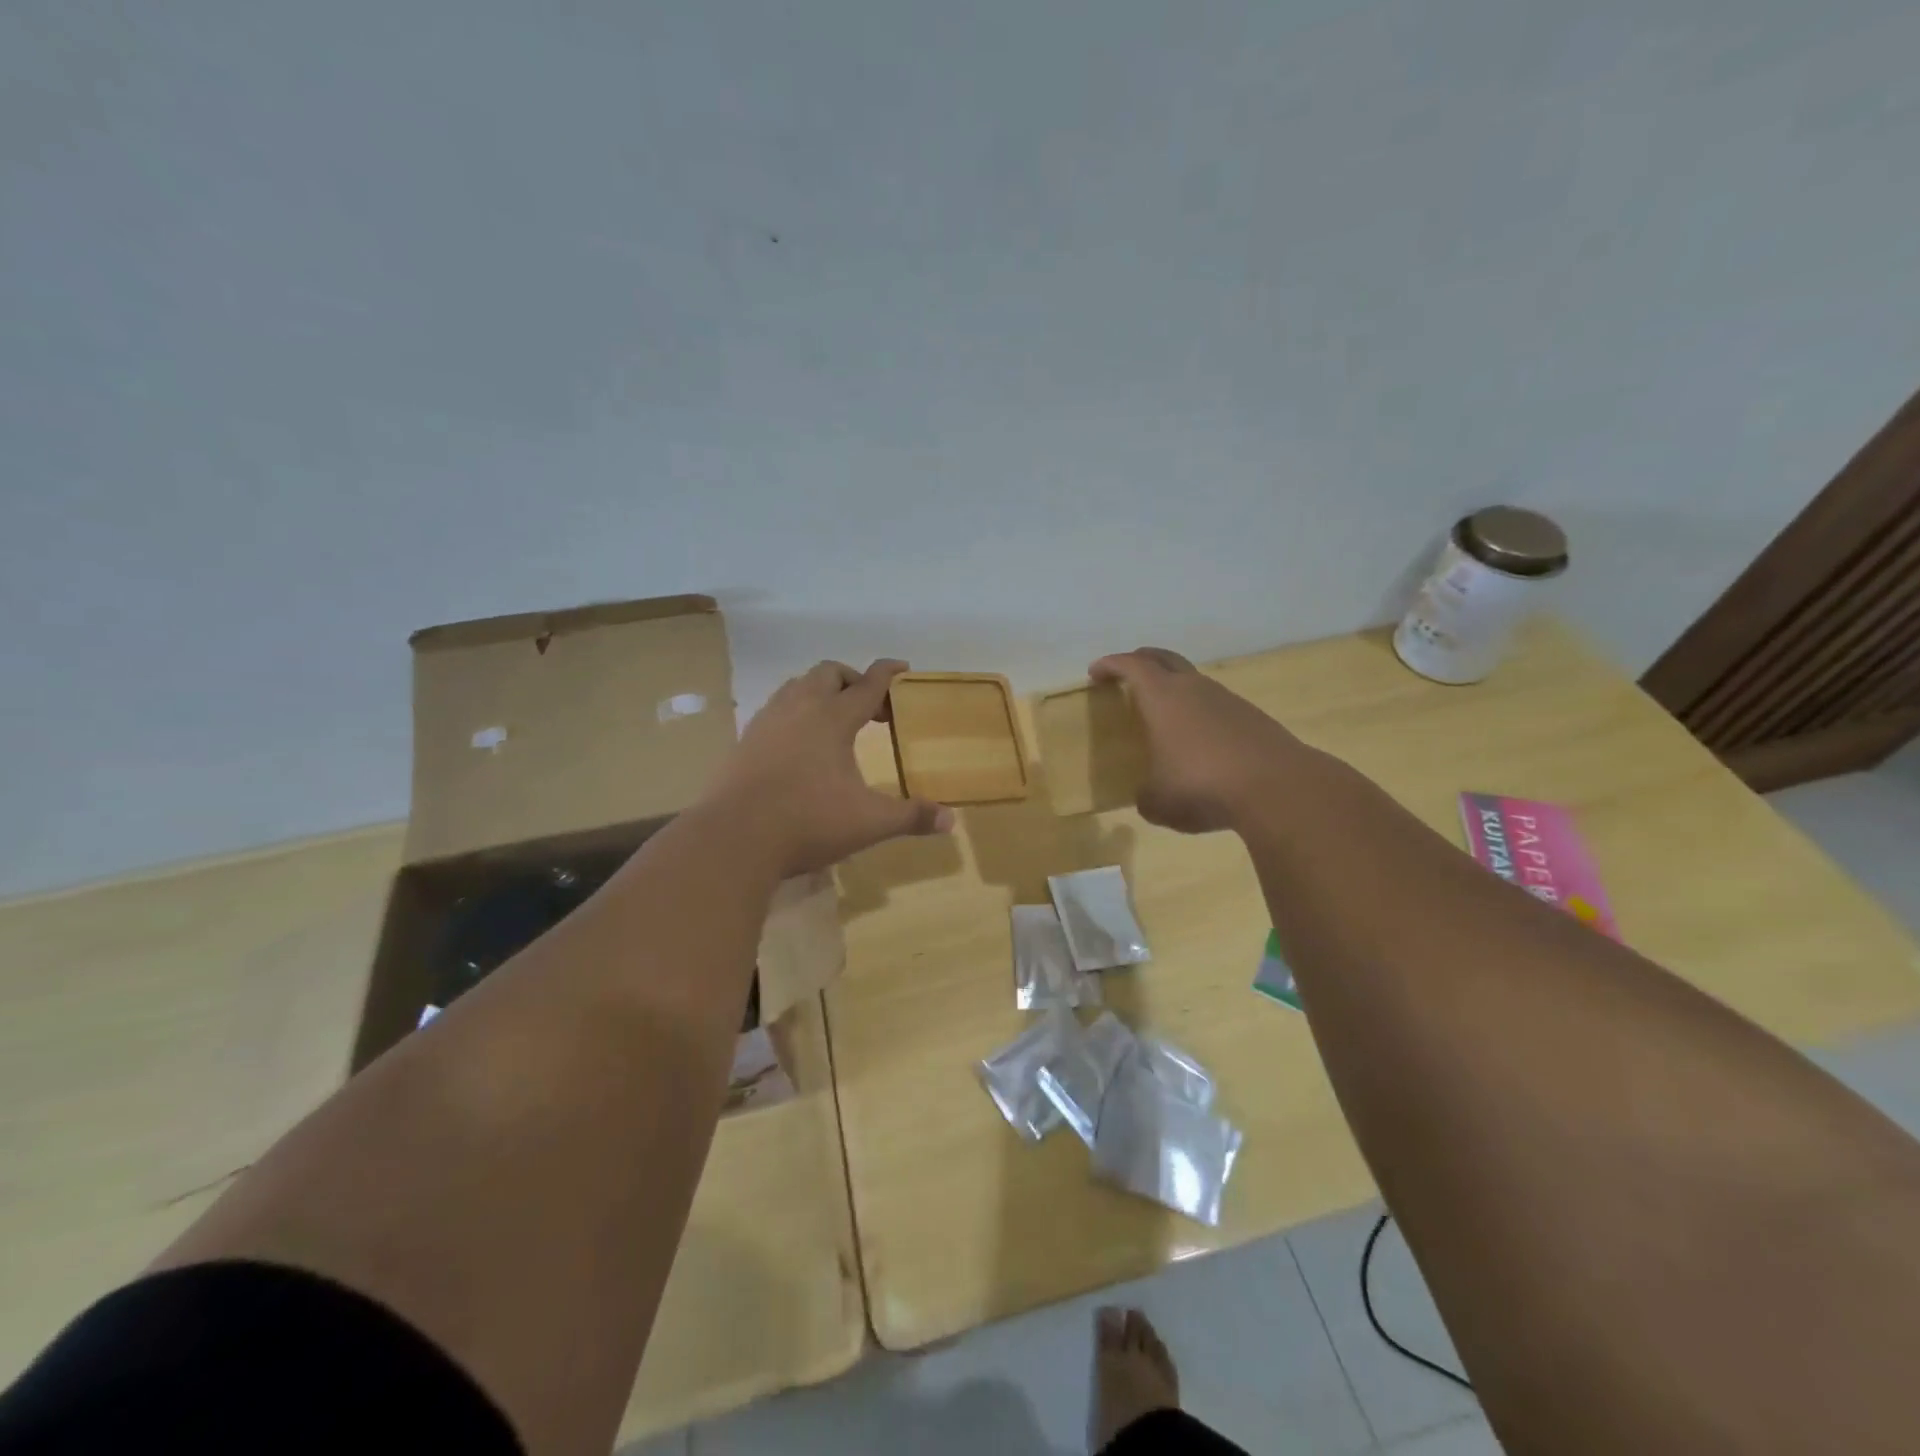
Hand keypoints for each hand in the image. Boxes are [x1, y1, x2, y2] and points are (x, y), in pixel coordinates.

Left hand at [707, 659, 954, 875]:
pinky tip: (798, 746)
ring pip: (796, 687)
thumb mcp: (868, 822)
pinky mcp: (744, 742)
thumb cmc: (807, 822)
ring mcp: (766, 723)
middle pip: (828, 674)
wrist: (733, 839)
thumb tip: (950, 820)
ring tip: (834, 720)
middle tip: (870, 706)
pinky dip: (794, 714)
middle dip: (852, 681)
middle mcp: (798, 709)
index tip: (903, 668)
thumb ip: (910, 817)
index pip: (868, 684)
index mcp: (832, 719)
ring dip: (820, 693)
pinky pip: (774, 711)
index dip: (888, 673)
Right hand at [1089, 647, 1306, 833]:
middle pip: (1164, 658)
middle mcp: (1194, 689)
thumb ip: (1146, 795)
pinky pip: (1217, 706)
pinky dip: (1201, 713)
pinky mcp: (1253, 718)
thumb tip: (1148, 796)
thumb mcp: (1158, 802)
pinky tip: (1200, 740)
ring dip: (1175, 687)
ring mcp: (1227, 700)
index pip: (1131, 666)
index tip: (1096, 671)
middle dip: (1142, 660)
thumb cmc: (1201, 785)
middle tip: (1127, 671)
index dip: (1111, 665)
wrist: (1277, 788)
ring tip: (1165, 712)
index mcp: (1162, 697)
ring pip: (1194, 681)